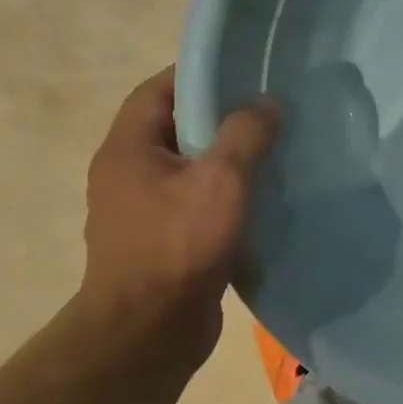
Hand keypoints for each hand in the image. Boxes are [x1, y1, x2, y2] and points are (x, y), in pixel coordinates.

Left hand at [77, 67, 278, 365]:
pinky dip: (225, 195)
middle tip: (270, 111)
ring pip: (189, 168)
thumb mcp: (221, 180)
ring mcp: (142, 210)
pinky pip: (195, 203)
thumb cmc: (179, 245)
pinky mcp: (162, 241)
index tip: (246, 72)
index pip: (160, 90)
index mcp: (128, 148)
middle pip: (175, 128)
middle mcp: (127, 173)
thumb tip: (267, 103)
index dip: (200, 74)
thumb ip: (246, 135)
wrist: (149, 331)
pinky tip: (261, 200)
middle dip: (221, 117)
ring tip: (274, 152)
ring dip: (226, 160)